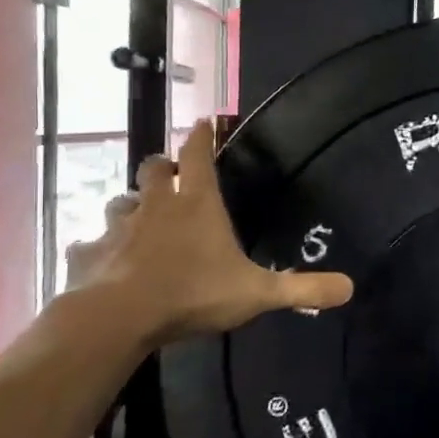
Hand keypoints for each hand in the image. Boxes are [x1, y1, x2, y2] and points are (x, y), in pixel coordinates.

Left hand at [64, 122, 352, 344]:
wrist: (119, 317)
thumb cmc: (193, 293)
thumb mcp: (258, 293)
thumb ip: (303, 289)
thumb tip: (350, 288)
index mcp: (197, 204)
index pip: (198, 154)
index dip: (203, 135)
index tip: (206, 120)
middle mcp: (156, 206)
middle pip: (154, 169)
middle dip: (163, 166)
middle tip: (171, 173)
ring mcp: (117, 228)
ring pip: (120, 202)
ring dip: (131, 205)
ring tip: (140, 217)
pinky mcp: (88, 254)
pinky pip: (91, 245)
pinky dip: (99, 249)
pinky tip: (105, 261)